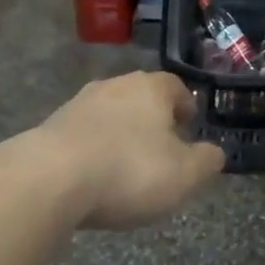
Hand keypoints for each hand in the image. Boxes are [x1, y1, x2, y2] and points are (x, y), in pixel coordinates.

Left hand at [35, 72, 224, 229]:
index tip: (189, 124)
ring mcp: (79, 103)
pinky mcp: (50, 126)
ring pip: (110, 113)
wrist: (50, 178)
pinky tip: (93, 176)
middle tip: (161, 147)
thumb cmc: (129, 170)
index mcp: (151, 88)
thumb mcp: (184, 175)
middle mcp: (115, 85)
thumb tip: (215, 152)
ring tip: (125, 164)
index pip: (175, 86)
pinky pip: (83, 134)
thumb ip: (207, 161)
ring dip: (119, 133)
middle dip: (152, 119)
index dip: (185, 104)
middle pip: (141, 96)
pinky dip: (93, 149)